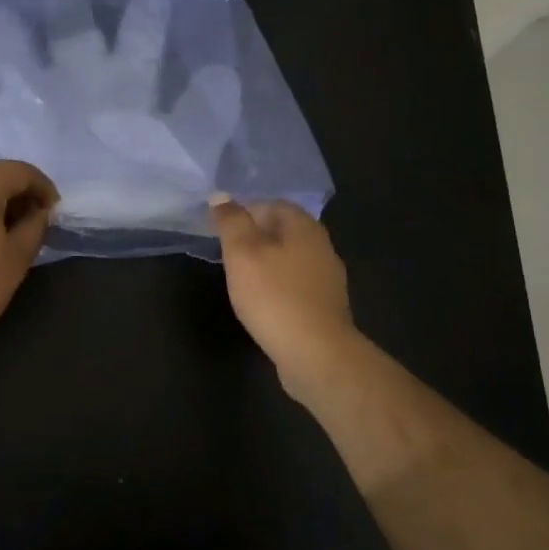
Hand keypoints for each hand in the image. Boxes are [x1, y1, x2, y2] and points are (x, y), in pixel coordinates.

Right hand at [210, 197, 360, 399]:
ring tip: (242, 279)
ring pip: (290, 258)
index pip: (271, 204)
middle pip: (283, 231)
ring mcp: (327, 278)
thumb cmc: (274, 296)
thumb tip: (221, 196)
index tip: (221, 231)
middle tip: (228, 255)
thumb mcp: (242, 252)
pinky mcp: (326, 306)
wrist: (316, 353)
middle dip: (255, 238)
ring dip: (267, 263)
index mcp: (303, 226)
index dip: (244, 212)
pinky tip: (264, 303)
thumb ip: (231, 221)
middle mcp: (321, 245)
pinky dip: (278, 286)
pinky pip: (296, 284)